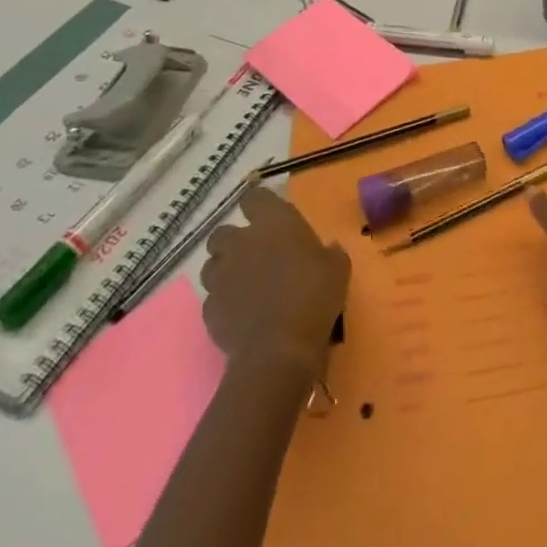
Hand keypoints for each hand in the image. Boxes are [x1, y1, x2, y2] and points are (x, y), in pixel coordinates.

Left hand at [200, 185, 349, 374]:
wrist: (278, 349)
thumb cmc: (313, 296)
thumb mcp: (337, 268)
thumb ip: (329, 252)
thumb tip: (328, 249)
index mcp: (274, 222)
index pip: (255, 197)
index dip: (259, 204)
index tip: (267, 214)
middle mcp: (241, 242)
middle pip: (223, 231)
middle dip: (234, 241)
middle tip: (253, 255)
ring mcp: (221, 276)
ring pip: (211, 264)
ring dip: (224, 270)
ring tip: (243, 285)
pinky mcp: (209, 309)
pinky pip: (212, 298)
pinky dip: (223, 302)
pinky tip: (240, 314)